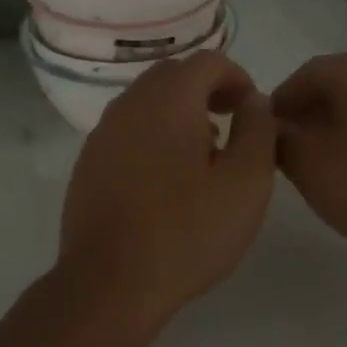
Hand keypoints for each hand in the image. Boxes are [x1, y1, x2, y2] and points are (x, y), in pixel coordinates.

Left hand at [55, 51, 276, 326]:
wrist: (109, 284)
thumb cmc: (188, 232)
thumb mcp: (246, 183)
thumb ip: (258, 130)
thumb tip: (254, 101)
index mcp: (169, 100)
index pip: (208, 62)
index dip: (238, 78)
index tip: (252, 111)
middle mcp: (130, 104)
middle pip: (173, 75)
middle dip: (206, 90)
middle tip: (230, 123)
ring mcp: (102, 133)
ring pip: (147, 102)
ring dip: (179, 112)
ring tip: (203, 154)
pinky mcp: (88, 162)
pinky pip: (127, 130)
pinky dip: (152, 135)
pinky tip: (166, 180)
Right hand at [272, 52, 346, 266]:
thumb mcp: (310, 166)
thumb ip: (279, 138)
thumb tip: (271, 123)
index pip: (303, 75)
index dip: (278, 105)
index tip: (265, 138)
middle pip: (335, 83)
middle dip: (307, 114)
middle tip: (290, 151)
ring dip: (336, 123)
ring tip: (324, 163)